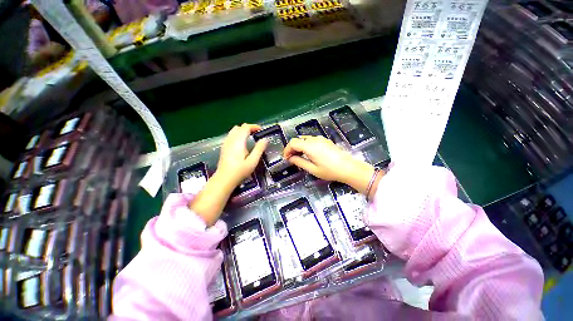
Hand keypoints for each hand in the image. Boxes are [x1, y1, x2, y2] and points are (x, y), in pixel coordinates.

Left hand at [190, 124, 266, 225]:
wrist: (224, 179)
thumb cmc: (240, 171)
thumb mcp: (253, 161)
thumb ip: (259, 149)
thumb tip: (265, 139)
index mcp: (238, 141)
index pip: (245, 127)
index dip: (254, 126)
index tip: (261, 130)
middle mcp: (231, 140)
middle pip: (239, 127)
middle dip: (248, 128)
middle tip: (256, 134)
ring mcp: (226, 143)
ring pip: (233, 131)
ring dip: (242, 131)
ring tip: (250, 138)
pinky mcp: (224, 148)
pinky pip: (231, 136)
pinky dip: (237, 135)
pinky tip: (242, 144)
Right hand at [283, 136, 375, 193]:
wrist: (349, 168)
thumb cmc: (330, 171)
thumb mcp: (313, 169)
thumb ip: (300, 162)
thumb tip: (291, 158)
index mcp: (310, 146)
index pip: (293, 143)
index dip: (287, 150)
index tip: (286, 158)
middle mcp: (314, 139)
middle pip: (298, 140)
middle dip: (292, 148)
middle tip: (292, 159)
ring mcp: (321, 139)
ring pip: (305, 139)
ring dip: (299, 146)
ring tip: (299, 156)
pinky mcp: (325, 141)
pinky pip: (312, 140)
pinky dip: (306, 145)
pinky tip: (309, 154)